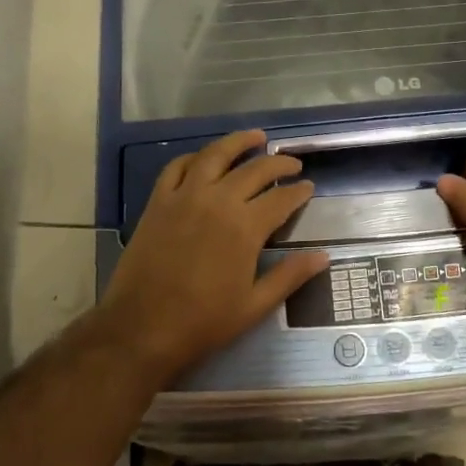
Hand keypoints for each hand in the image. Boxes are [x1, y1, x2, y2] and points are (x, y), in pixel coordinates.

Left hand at [100, 129, 329, 383]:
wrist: (141, 328)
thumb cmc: (203, 322)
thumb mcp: (254, 306)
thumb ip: (289, 276)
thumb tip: (323, 256)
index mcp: (245, 227)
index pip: (281, 198)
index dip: (298, 191)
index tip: (308, 187)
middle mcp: (218, 201)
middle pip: (255, 170)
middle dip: (278, 164)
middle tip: (292, 163)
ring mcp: (185, 197)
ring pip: (216, 155)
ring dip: (238, 142)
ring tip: (256, 137)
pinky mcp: (158, 201)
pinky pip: (177, 167)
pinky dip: (195, 157)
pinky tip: (205, 158)